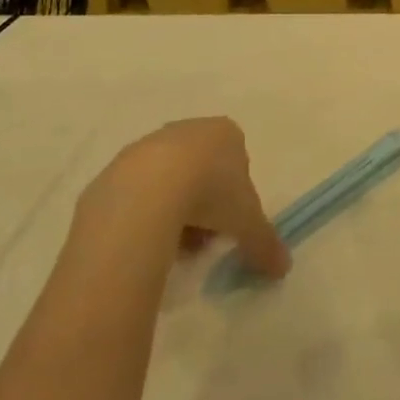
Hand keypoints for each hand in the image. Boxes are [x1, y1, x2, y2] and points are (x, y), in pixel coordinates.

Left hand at [76, 117, 290, 278]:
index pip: (238, 163)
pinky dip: (143, 216)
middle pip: (202, 172)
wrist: (145, 192)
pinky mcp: (115, 168)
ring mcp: (148, 146)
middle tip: (202, 240)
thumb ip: (266, 243)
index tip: (229, 225)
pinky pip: (136, 195)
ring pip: (168, 183)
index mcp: (225, 133)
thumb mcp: (248, 222)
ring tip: (171, 247)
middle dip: (204, 207)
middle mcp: (188, 130)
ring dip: (174, 212)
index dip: (236, 198)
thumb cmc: (210, 193)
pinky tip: (144, 241)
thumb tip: (284, 269)